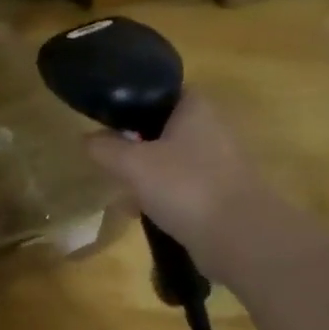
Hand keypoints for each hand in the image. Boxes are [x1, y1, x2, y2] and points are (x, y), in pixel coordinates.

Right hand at [84, 89, 280, 284]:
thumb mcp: (132, 164)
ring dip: (146, 175)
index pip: (158, 91)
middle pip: (161, 128)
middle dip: (134, 146)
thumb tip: (87, 139)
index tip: (107, 122)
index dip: (130, 103)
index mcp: (195, 107)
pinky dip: (163, 197)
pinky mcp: (222, 194)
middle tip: (109, 160)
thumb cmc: (186, 187)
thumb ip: (105, 148)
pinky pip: (183, 187)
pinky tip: (141, 214)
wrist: (241, 238)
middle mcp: (212, 128)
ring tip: (121, 192)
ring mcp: (221, 163)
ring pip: (171, 160)